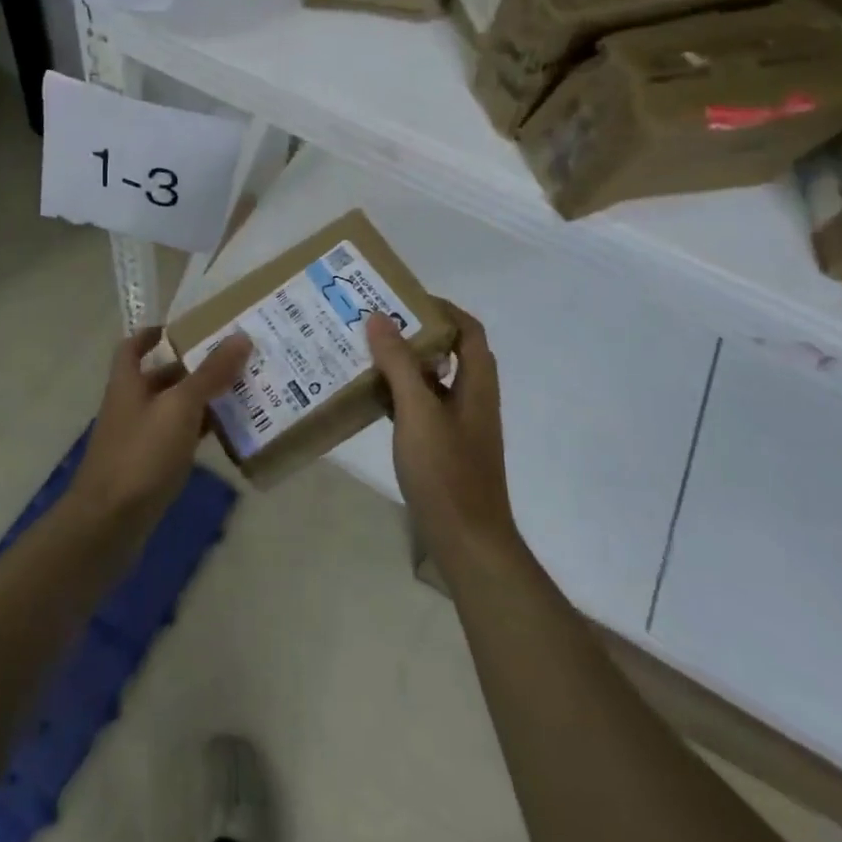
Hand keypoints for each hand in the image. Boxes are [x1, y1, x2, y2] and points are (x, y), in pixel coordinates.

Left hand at [70, 327, 252, 541]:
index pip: (133, 346)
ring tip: (242, 392)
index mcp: (128, 382)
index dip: (153, 333)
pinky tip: (227, 435)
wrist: (108, 525)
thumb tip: (240, 336)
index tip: (185, 328)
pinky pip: (178, 440)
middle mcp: (130, 406)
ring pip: (173, 410)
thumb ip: (210, 373)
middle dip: (194, 368)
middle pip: (161, 377)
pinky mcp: (148, 468)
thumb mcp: (180, 407)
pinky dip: (199, 433)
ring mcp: (137, 439)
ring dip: (201, 401)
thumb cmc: (141, 455)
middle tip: (234, 359)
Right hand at [367, 304, 520, 569]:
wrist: (467, 541)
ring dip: (403, 365)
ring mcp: (458, 426)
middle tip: (376, 324)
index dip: (442, 308)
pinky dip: (399, 396)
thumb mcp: (418, 411)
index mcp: (476, 384)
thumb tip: (380, 317)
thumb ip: (399, 363)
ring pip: (432, 381)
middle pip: (448, 352)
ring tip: (365, 353)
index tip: (403, 299)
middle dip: (415, 333)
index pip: (468, 330)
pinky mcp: (443, 448)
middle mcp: (472, 399)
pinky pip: (420, 408)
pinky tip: (370, 398)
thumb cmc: (446, 471)